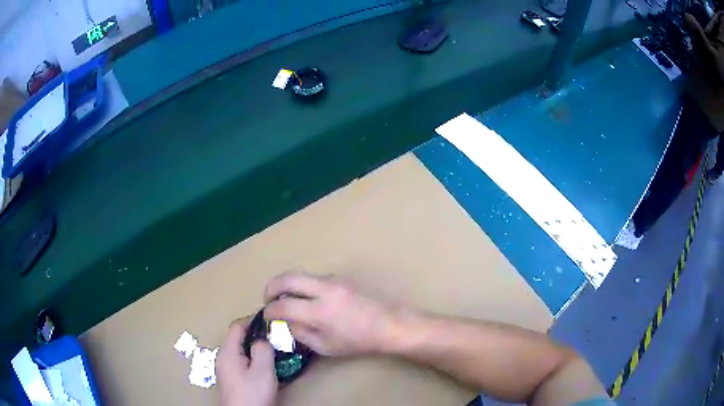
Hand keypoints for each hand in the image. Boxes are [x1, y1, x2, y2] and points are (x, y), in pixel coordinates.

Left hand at [216, 318, 277, 405]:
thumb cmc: (252, 394)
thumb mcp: (263, 370)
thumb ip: (263, 349)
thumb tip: (263, 339)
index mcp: (227, 353)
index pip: (236, 326)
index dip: (252, 320)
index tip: (269, 320)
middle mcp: (223, 359)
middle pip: (238, 339)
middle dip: (256, 336)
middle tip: (274, 337)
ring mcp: (226, 370)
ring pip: (241, 352)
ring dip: (255, 349)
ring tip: (273, 351)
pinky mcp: (231, 380)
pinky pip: (241, 363)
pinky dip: (253, 360)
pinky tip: (266, 368)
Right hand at [263, 272, 401, 356]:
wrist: (389, 323)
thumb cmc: (358, 341)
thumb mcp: (325, 346)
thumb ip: (300, 333)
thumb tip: (284, 321)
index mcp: (320, 312)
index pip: (283, 306)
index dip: (269, 311)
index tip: (266, 316)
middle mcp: (324, 289)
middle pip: (287, 278)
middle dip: (271, 287)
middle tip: (269, 300)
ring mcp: (334, 279)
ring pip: (301, 275)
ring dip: (288, 285)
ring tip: (288, 301)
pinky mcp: (341, 276)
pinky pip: (315, 278)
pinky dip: (304, 286)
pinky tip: (310, 300)